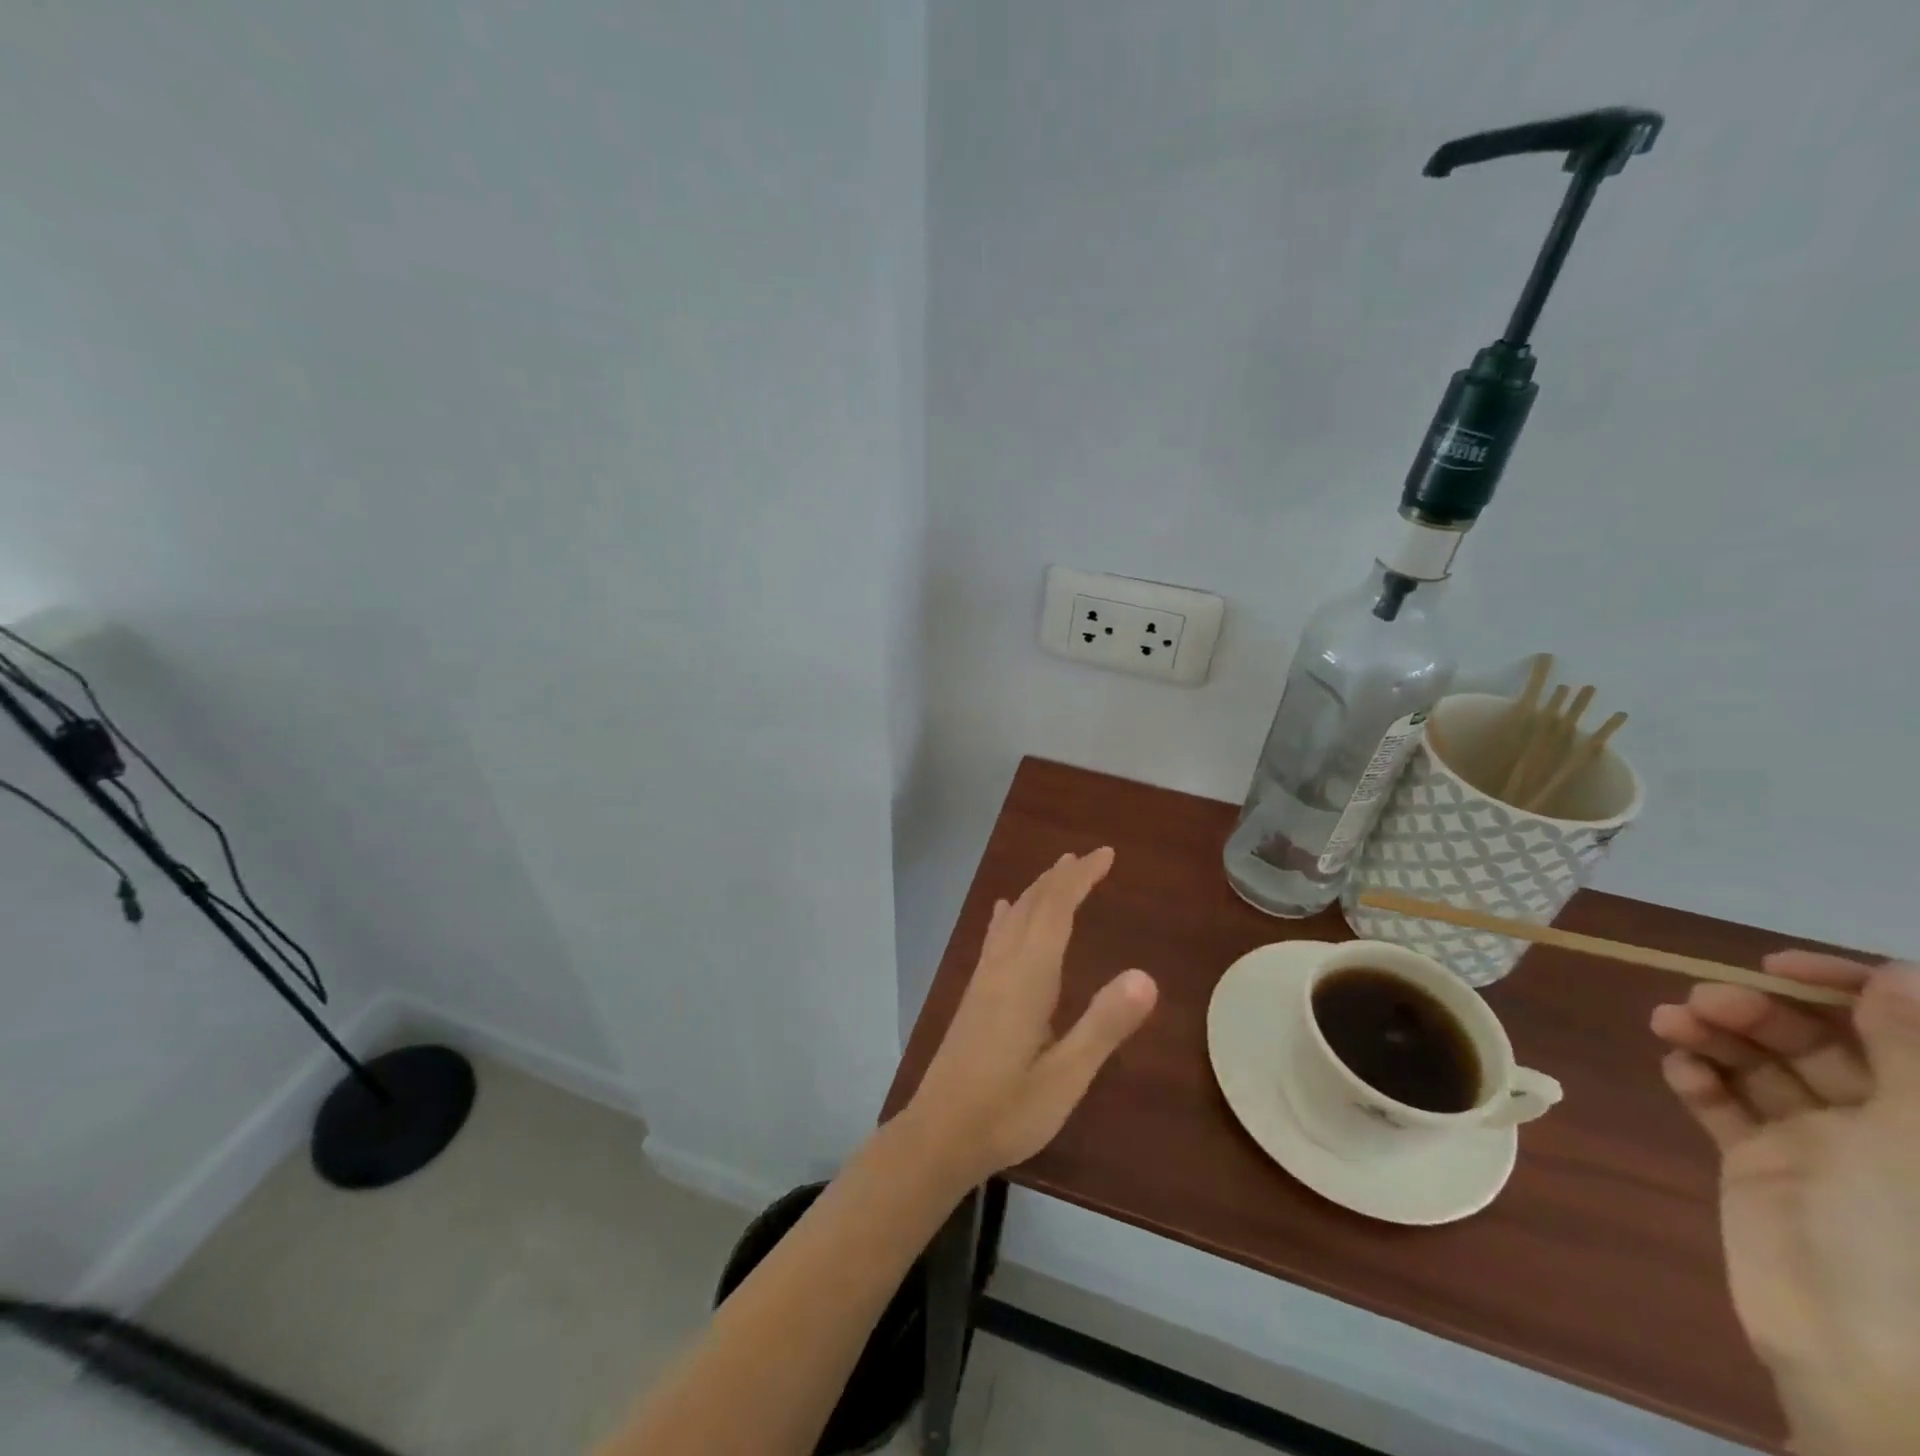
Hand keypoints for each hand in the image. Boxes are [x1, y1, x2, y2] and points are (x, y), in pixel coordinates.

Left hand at [904, 848, 1157, 1185]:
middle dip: (1062, 877)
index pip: (1056, 910)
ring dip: (1037, 891)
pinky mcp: (974, 996)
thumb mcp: (1065, 1077)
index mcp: (1027, 978)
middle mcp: (1003, 967)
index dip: (1080, 878)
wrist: (938, 1135)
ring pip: (1012, 919)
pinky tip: (1004, 912)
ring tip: (1058, 873)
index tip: (1106, 855)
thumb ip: (1104, 1026)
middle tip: (1090, 857)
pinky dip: (1008, 916)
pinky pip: (995, 938)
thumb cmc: (1007, 1111)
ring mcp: (984, 980)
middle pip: (1033, 906)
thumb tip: (1147, 975)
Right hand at [1652, 953, 1919, 1454]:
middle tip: (1701, 1002)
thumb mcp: (1916, 1142)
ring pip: (1763, 1067)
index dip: (1845, 986)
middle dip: (1757, 1012)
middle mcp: (1888, 1123)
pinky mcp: (1764, 1162)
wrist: (1857, 1350)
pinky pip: (1727, 1107)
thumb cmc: (1906, 1238)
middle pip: (1817, 1041)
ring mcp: (1823, 1145)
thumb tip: (1895, 973)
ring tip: (1668, 1025)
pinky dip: (1701, 1081)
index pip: (1895, 1025)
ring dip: (1714, 1037)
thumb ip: (1910, 1054)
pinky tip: (1681, 1071)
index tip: (1777, 965)